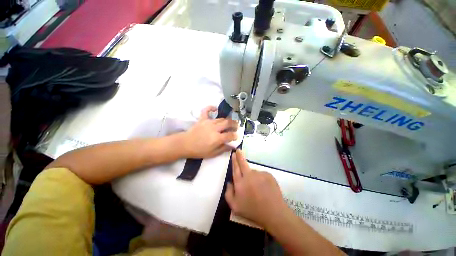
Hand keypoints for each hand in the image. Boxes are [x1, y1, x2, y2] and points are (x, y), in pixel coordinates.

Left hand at [182, 106, 237, 157]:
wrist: (185, 144)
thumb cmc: (199, 151)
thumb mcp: (212, 153)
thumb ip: (223, 149)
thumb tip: (232, 146)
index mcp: (217, 138)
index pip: (230, 135)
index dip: (235, 135)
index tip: (236, 136)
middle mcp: (214, 128)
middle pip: (228, 123)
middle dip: (234, 124)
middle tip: (237, 126)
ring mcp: (208, 122)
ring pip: (221, 118)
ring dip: (227, 120)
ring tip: (230, 122)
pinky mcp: (202, 119)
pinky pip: (206, 111)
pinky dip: (211, 108)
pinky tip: (215, 108)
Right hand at [225, 150, 289, 228]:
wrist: (274, 213)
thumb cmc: (252, 210)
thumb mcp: (235, 207)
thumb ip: (228, 193)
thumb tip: (229, 182)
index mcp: (240, 182)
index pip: (235, 168)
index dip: (234, 161)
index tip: (234, 154)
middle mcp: (249, 175)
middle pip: (243, 163)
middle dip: (240, 156)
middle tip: (239, 150)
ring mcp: (259, 174)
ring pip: (253, 172)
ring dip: (253, 176)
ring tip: (257, 188)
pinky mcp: (268, 175)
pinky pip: (262, 174)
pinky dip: (261, 179)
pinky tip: (264, 188)